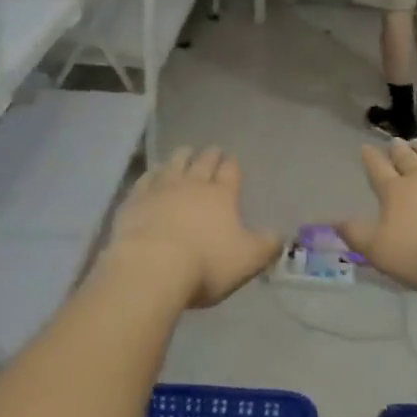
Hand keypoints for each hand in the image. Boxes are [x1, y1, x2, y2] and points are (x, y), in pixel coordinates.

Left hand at [103, 148, 280, 308]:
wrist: (152, 266)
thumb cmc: (205, 264)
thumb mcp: (247, 260)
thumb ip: (266, 245)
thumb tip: (280, 235)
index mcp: (222, 195)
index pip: (230, 171)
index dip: (232, 165)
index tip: (231, 159)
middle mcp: (193, 184)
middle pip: (203, 162)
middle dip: (210, 155)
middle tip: (213, 150)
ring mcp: (162, 188)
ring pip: (175, 163)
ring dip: (182, 156)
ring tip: (185, 151)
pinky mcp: (136, 199)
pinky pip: (147, 178)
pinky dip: (153, 172)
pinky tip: (153, 172)